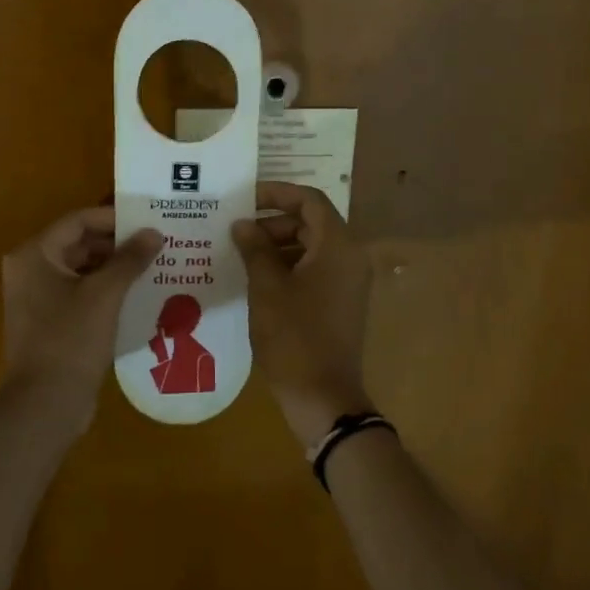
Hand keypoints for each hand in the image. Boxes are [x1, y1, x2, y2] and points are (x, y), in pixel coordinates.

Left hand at [1, 206, 161, 430]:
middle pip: (79, 244)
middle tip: (157, 243)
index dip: (114, 218)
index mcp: (34, 255)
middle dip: (118, 244)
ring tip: (154, 266)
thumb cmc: (71, 340)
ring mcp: (38, 299)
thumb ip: (130, 259)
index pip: (78, 221)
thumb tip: (154, 232)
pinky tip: (138, 294)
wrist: (46, 404)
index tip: (149, 221)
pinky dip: (107, 290)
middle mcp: (30, 271)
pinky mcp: (50, 322)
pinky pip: (81, 294)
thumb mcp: (105, 295)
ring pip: (82, 270)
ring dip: (115, 268)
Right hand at [232, 182, 375, 448]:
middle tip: (238, 233)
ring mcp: (349, 283)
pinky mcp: (341, 303)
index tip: (246, 198)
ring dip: (279, 246)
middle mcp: (350, 258)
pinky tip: (258, 280)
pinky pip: (316, 271)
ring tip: (242, 255)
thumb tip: (243, 224)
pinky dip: (289, 267)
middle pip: (312, 223)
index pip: (310, 201)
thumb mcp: (267, 289)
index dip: (278, 193)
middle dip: (274, 223)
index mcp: (338, 247)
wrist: (323, 396)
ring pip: (313, 248)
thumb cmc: (293, 337)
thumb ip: (255, 249)